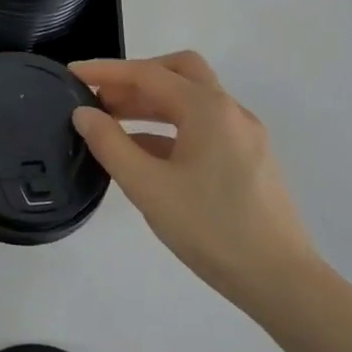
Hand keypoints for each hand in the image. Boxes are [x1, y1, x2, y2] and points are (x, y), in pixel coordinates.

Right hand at [71, 52, 316, 314]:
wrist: (280, 280)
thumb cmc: (210, 229)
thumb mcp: (148, 187)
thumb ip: (110, 145)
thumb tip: (83, 113)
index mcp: (208, 109)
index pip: (148, 74)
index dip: (106, 71)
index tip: (71, 73)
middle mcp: (230, 112)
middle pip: (178, 72)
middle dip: (135, 78)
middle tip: (100, 97)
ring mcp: (244, 135)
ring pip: (192, 100)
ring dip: (151, 103)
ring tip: (112, 123)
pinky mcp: (248, 159)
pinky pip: (202, 127)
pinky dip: (169, 128)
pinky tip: (144, 153)